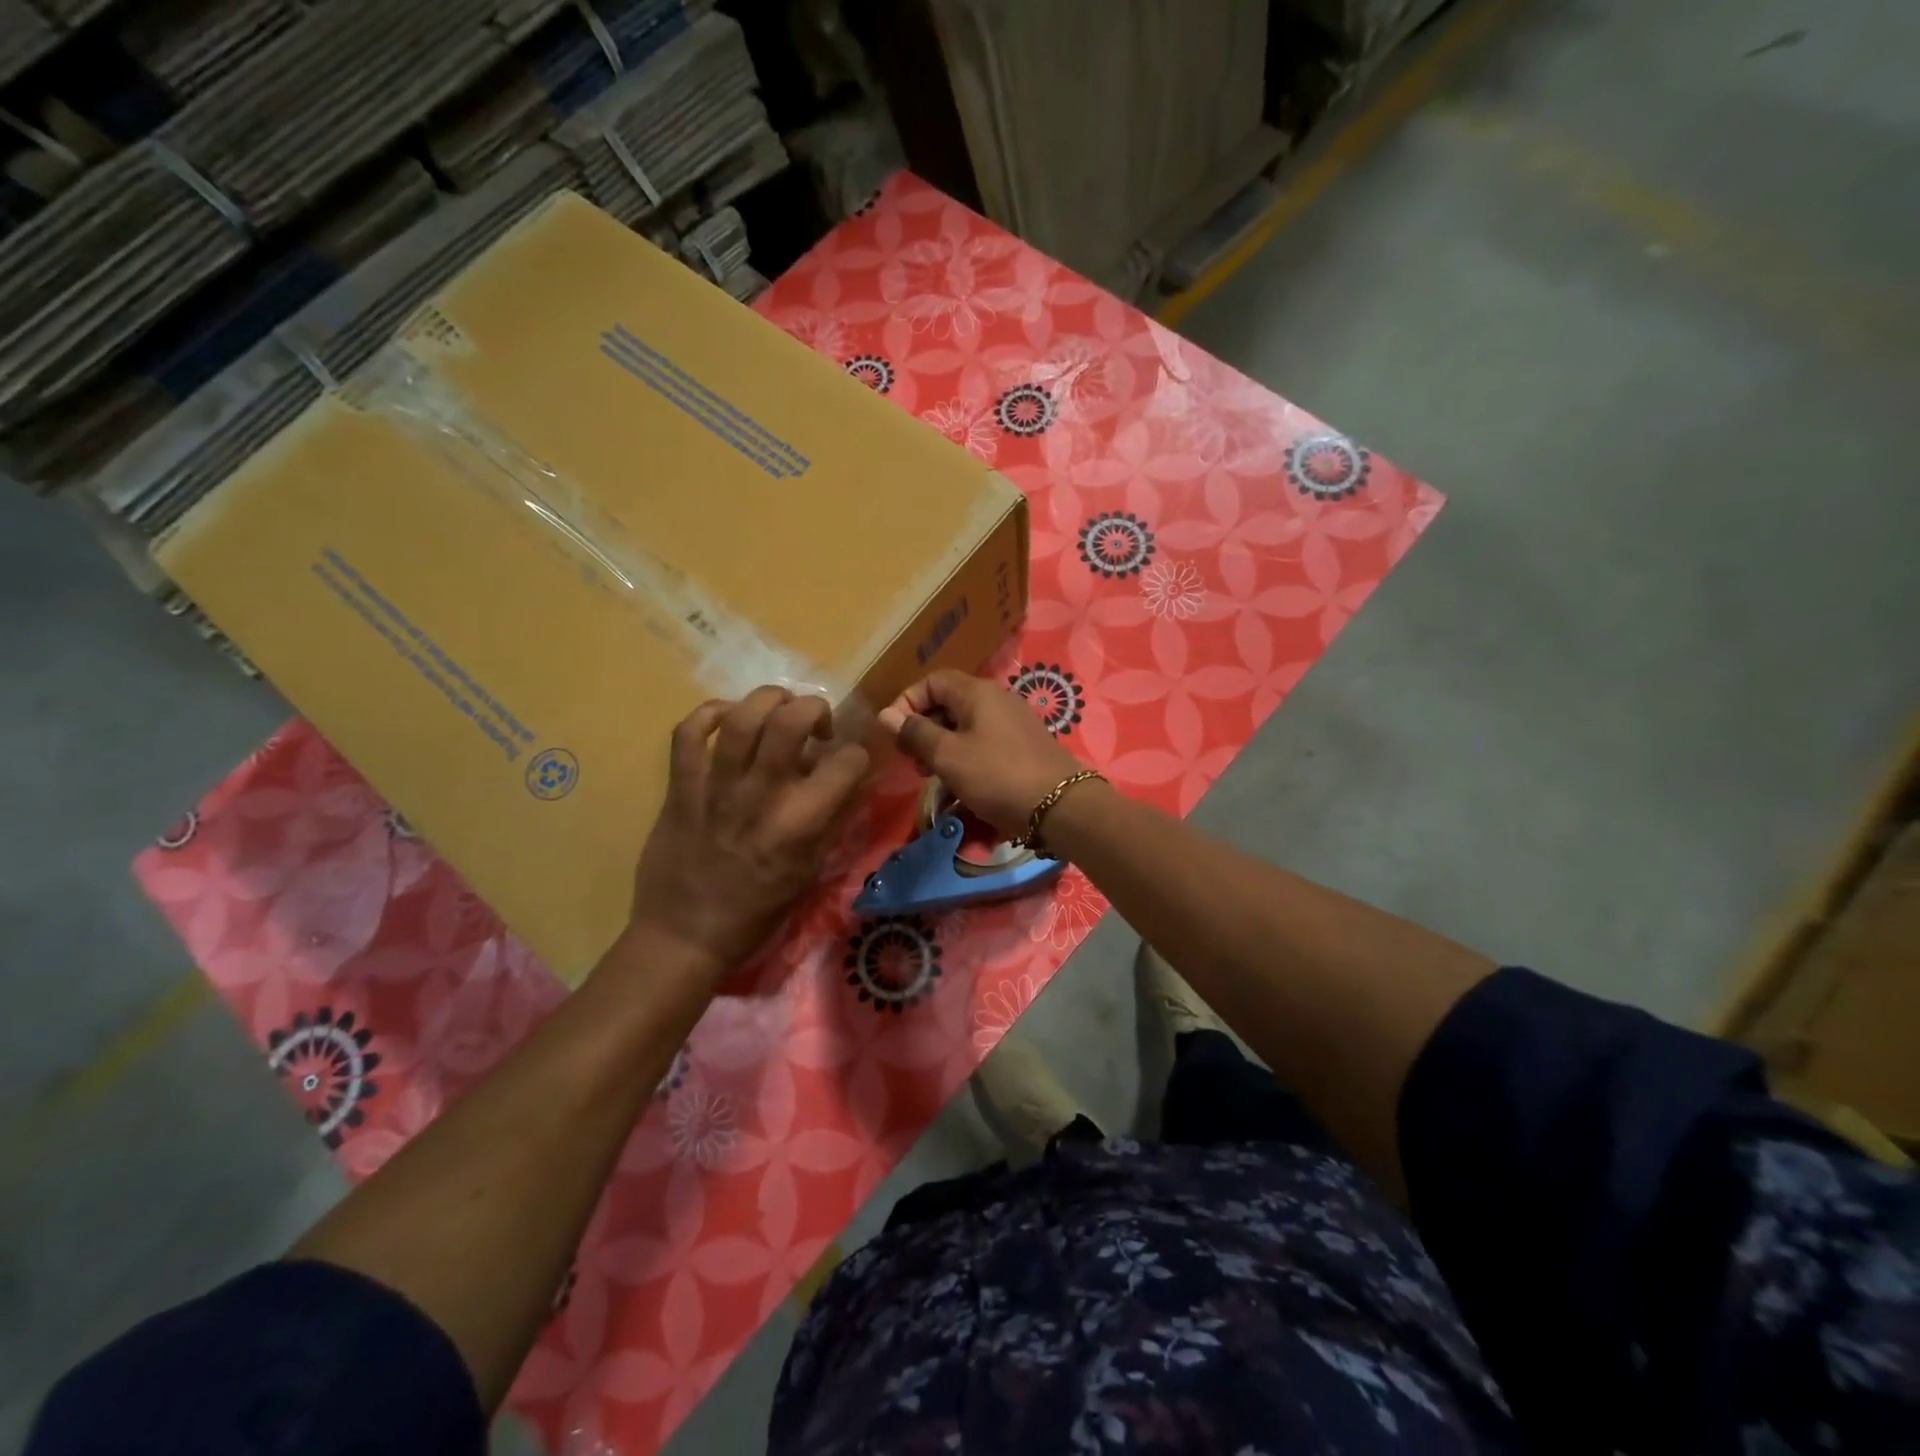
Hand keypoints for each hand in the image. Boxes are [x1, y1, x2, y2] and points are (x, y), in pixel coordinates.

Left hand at [624, 687, 868, 986]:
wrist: (685, 935)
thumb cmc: (757, 911)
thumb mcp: (810, 872)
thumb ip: (834, 821)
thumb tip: (854, 781)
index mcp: (800, 823)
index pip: (846, 762)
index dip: (857, 754)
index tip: (849, 761)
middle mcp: (761, 796)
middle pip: (790, 720)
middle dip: (813, 708)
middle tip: (814, 724)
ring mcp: (715, 788)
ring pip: (740, 718)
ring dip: (766, 700)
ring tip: (777, 708)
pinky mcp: (680, 788)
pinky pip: (688, 733)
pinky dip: (709, 713)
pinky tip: (727, 719)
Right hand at [877, 669, 1083, 837]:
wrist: (1060, 806)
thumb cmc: (997, 776)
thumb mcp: (948, 756)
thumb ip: (916, 733)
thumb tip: (886, 715)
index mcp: (977, 692)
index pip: (932, 681)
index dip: (907, 702)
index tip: (895, 734)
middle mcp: (997, 699)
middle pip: (948, 703)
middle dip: (924, 729)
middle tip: (912, 761)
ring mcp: (1013, 723)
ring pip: (965, 726)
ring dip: (942, 747)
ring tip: (932, 777)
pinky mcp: (1023, 746)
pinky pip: (984, 743)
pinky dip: (965, 758)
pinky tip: (961, 785)